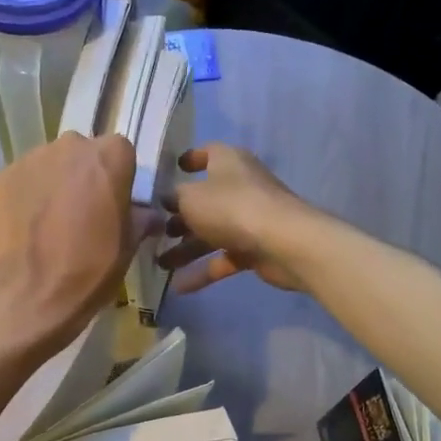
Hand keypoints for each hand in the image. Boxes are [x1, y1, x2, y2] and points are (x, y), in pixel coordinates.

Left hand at [0, 132, 160, 351]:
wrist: (33, 292)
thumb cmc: (92, 267)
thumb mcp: (129, 245)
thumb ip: (139, 218)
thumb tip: (147, 215)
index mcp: (110, 156)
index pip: (120, 153)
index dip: (118, 178)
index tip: (115, 202)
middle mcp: (71, 146)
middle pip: (83, 153)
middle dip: (85, 175)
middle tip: (84, 211)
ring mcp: (33, 157)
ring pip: (51, 164)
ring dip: (56, 183)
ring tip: (53, 221)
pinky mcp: (3, 175)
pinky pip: (25, 179)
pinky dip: (29, 195)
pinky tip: (29, 225)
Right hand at [162, 144, 318, 294]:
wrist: (283, 242)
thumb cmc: (231, 207)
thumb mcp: (190, 198)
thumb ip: (175, 198)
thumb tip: (169, 200)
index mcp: (228, 162)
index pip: (208, 153)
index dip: (191, 159)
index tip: (174, 169)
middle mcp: (240, 186)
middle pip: (206, 200)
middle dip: (180, 217)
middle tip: (157, 232)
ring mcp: (250, 219)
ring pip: (212, 232)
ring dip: (186, 249)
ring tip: (161, 265)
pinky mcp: (256, 248)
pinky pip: (224, 258)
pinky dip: (203, 270)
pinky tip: (178, 286)